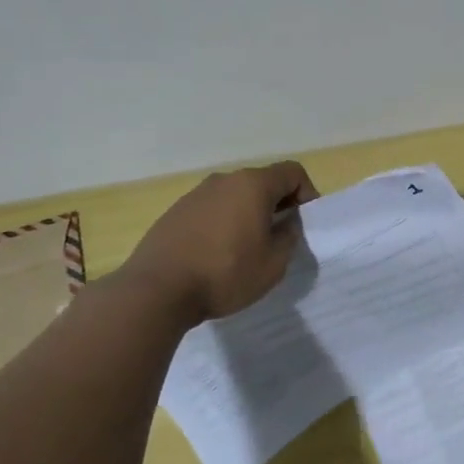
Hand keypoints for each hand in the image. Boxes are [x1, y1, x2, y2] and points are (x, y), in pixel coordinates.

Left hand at [116, 161, 318, 320]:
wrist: (156, 291)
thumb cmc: (225, 274)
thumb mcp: (274, 263)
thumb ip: (289, 237)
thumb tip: (286, 224)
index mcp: (253, 185)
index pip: (292, 172)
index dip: (307, 193)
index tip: (305, 222)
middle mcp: (224, 180)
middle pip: (262, 182)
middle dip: (278, 204)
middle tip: (279, 237)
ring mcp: (196, 194)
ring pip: (235, 196)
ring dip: (249, 214)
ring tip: (247, 249)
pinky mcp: (175, 212)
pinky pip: (211, 210)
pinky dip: (223, 223)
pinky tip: (217, 254)